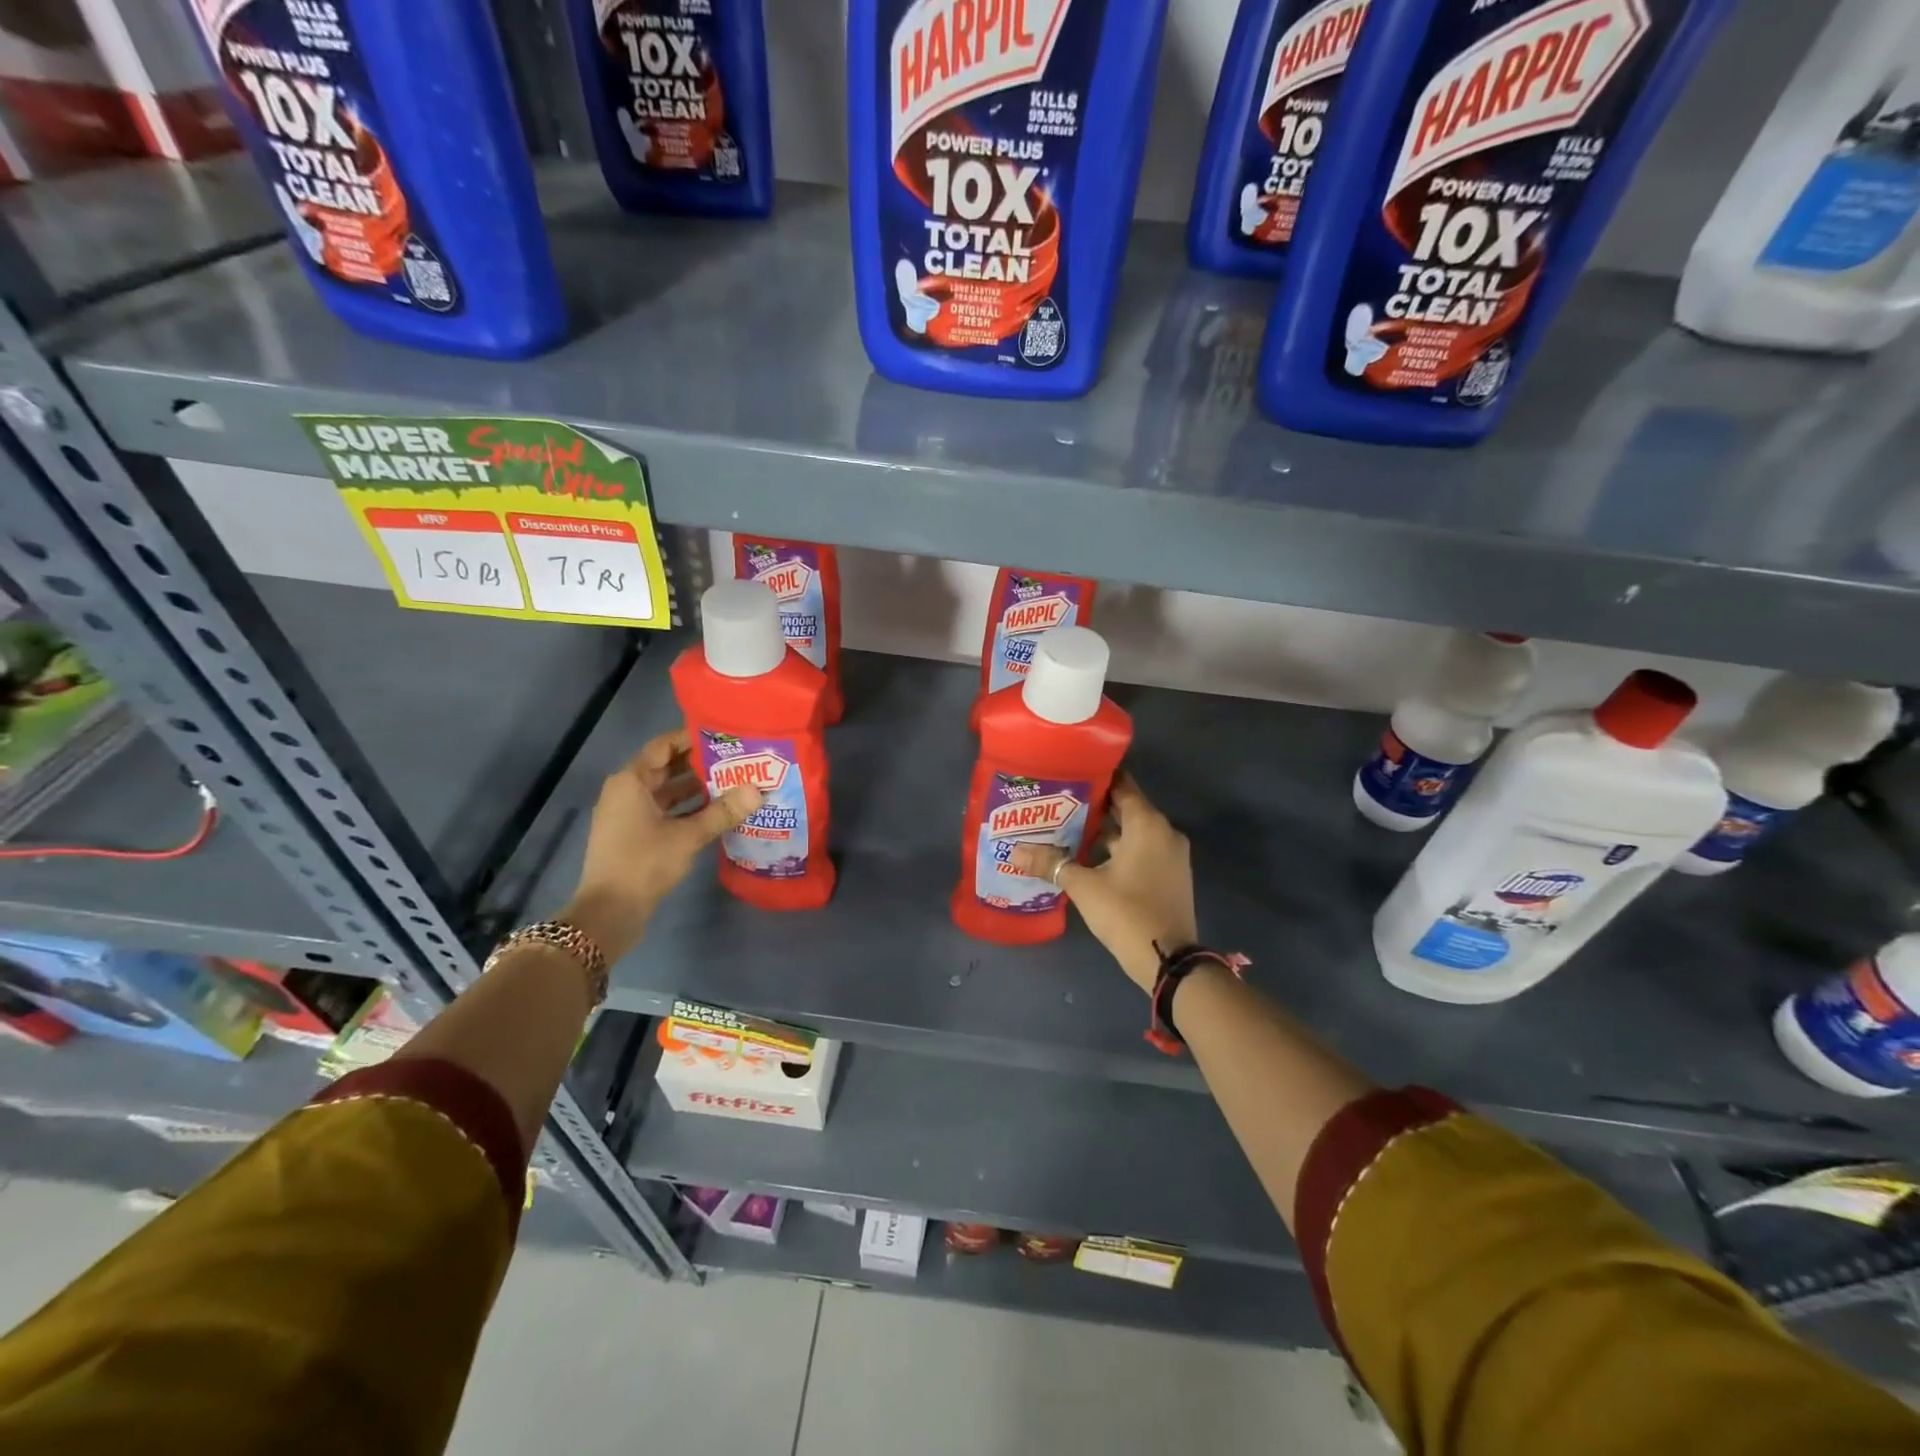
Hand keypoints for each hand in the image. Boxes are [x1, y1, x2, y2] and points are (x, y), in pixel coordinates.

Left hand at [561, 728, 762, 961]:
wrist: (609, 912)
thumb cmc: (643, 863)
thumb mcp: (688, 836)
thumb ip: (722, 812)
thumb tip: (758, 790)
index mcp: (631, 781)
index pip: (663, 746)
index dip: (691, 738)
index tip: (724, 735)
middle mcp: (626, 791)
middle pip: (666, 768)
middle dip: (700, 763)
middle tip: (737, 758)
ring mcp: (629, 815)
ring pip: (667, 792)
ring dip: (696, 788)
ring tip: (734, 783)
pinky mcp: (635, 835)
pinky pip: (665, 811)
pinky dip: (687, 809)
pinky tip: (716, 812)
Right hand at [1009, 774, 1196, 992]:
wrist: (1169, 961)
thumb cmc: (1126, 913)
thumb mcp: (1084, 887)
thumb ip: (1052, 864)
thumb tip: (1016, 851)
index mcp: (1147, 824)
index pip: (1122, 785)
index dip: (1096, 778)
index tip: (1069, 775)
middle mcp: (1164, 832)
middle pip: (1126, 808)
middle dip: (1094, 807)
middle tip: (1059, 804)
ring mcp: (1171, 856)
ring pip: (1134, 833)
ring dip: (1105, 832)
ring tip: (1067, 831)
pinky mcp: (1171, 876)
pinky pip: (1142, 851)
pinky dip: (1119, 850)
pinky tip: (1090, 859)